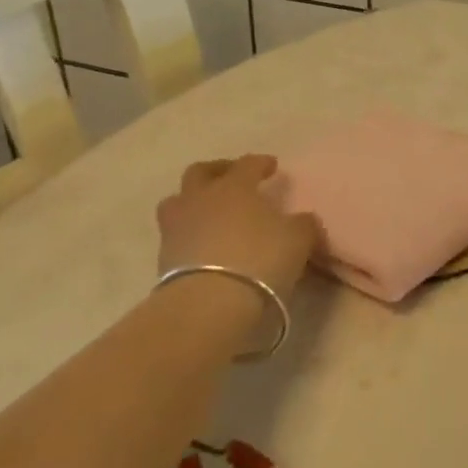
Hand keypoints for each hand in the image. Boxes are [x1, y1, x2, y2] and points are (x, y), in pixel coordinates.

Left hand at [157, 155, 321, 296]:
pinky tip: (204, 245)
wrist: (209, 303)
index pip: (247, 164)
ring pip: (177, 202)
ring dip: (193, 202)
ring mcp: (176, 227)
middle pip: (200, 172)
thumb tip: (303, 220)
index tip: (271, 166)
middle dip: (217, 171)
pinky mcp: (163, 258)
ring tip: (208, 212)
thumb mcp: (298, 239)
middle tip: (231, 178)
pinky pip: (175, 235)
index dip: (260, 163)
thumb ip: (303, 224)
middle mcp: (200, 198)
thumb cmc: (260, 259)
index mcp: (234, 186)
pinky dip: (189, 235)